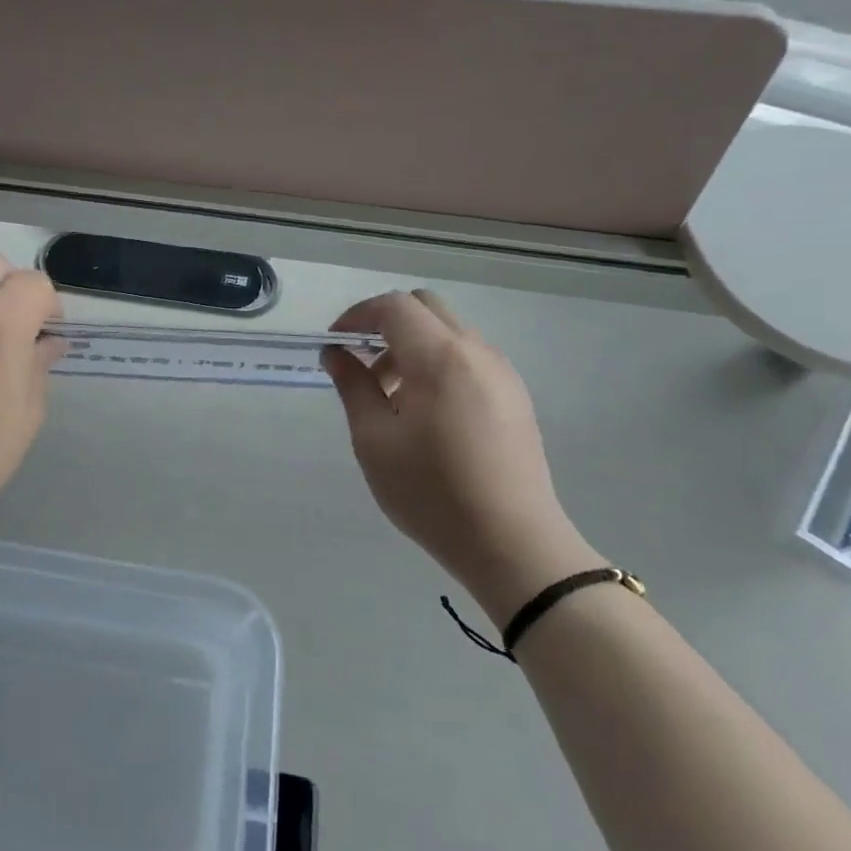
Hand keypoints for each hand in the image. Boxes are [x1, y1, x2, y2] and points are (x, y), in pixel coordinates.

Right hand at [323, 290, 599, 629]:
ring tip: (391, 396)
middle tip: (362, 363)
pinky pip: (469, 356)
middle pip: (425, 307)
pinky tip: (426, 411)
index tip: (335, 345)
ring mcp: (502, 372)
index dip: (357, 315)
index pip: (393, 306)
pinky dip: (437, 362)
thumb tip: (336, 353)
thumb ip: (353, 386)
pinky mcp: (515, 395)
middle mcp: (476, 352)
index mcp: (439, 358)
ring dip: (412, 344)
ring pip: (449, 331)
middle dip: (386, 323)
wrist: (512, 544)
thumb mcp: (375, 440)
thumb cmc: (431, 493)